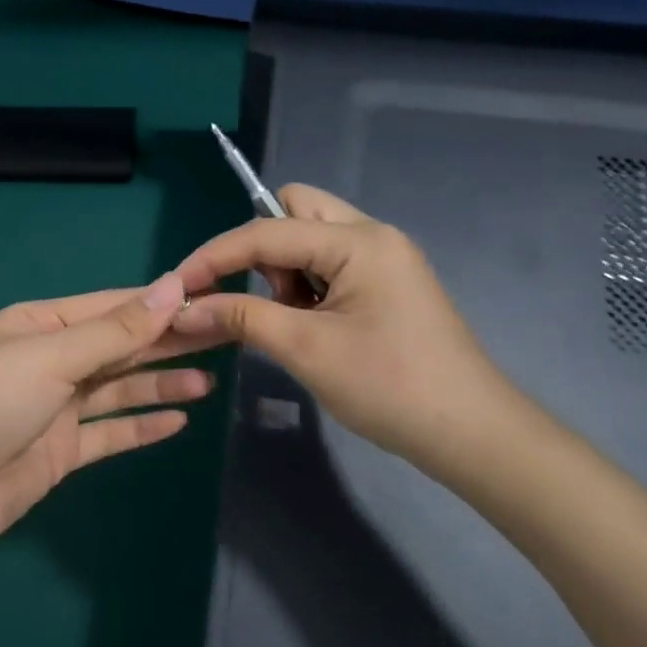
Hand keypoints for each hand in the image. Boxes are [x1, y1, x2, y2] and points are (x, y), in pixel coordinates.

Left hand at [0, 275, 213, 552]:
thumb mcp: (52, 356)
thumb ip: (116, 330)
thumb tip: (173, 285)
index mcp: (39, 325)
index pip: (110, 307)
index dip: (158, 304)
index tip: (208, 300)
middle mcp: (49, 360)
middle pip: (119, 346)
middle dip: (166, 342)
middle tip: (223, 337)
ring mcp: (56, 407)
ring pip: (119, 389)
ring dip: (160, 383)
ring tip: (209, 382)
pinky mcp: (62, 450)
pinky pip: (110, 432)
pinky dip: (141, 426)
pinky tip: (179, 420)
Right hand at [171, 186, 523, 484]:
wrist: (470, 434)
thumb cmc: (389, 386)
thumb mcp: (306, 349)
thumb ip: (240, 317)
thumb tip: (181, 308)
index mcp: (358, 241)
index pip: (267, 231)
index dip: (216, 256)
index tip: (177, 285)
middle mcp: (372, 236)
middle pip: (294, 211)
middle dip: (262, 249)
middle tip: (262, 298)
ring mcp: (383, 260)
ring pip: (310, 239)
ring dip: (285, 272)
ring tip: (293, 323)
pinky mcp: (386, 286)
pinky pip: (329, 266)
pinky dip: (306, 288)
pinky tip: (312, 328)